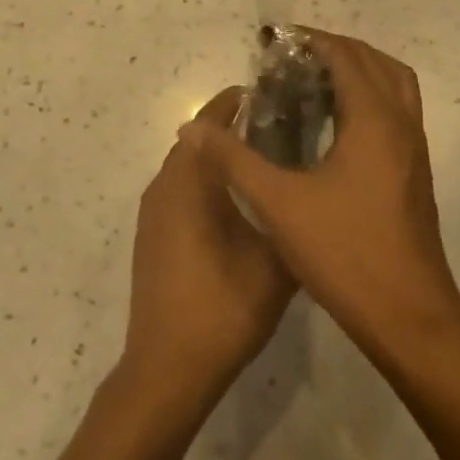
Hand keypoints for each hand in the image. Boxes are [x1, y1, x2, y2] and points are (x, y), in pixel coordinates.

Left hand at [123, 89, 295, 399]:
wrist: (168, 368)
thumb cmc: (223, 307)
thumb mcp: (275, 261)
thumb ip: (289, 215)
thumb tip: (306, 187)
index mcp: (189, 181)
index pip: (207, 123)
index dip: (232, 103)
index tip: (265, 92)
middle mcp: (164, 186)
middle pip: (197, 142)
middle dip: (231, 129)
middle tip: (276, 126)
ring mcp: (154, 213)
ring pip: (188, 168)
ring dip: (218, 158)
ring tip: (262, 160)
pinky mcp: (152, 237)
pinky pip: (180, 191)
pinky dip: (206, 183)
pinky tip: (237, 204)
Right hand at [189, 31, 459, 358]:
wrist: (410, 316)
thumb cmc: (345, 253)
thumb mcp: (278, 204)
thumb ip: (233, 160)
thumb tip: (192, 129)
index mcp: (374, 121)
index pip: (346, 56)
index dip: (311, 40)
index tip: (274, 41)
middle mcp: (401, 125)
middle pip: (375, 62)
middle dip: (335, 49)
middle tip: (291, 58)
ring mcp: (414, 149)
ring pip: (394, 84)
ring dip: (359, 70)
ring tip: (314, 81)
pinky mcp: (414, 171)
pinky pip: (396, 110)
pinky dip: (370, 96)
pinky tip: (334, 124)